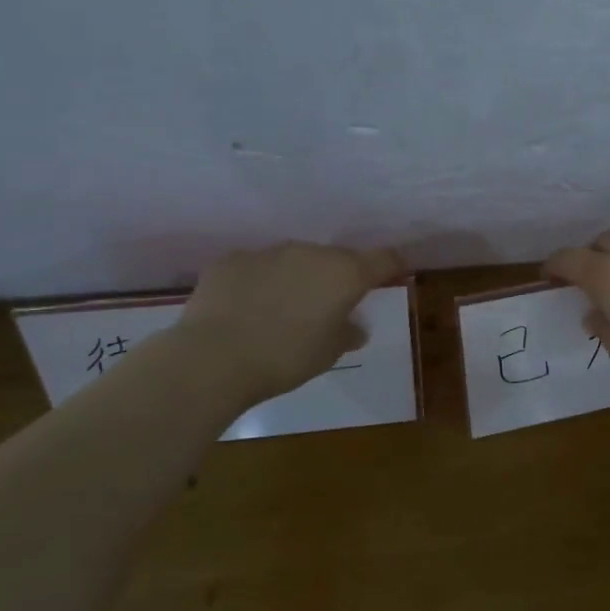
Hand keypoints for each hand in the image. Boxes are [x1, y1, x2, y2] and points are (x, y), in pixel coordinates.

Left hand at [174, 242, 404, 402]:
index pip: (383, 259)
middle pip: (335, 259)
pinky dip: (259, 282)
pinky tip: (246, 308)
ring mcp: (268, 252)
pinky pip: (256, 267)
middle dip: (335, 278)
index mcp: (345, 274)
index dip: (392, 265)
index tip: (395, 272)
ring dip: (296, 278)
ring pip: (294, 260)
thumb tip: (355, 327)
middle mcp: (311, 253)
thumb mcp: (328, 353)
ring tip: (282, 309)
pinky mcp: (232, 259)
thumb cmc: (286, 358)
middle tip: (327, 306)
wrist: (214, 358)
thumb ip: (347, 333)